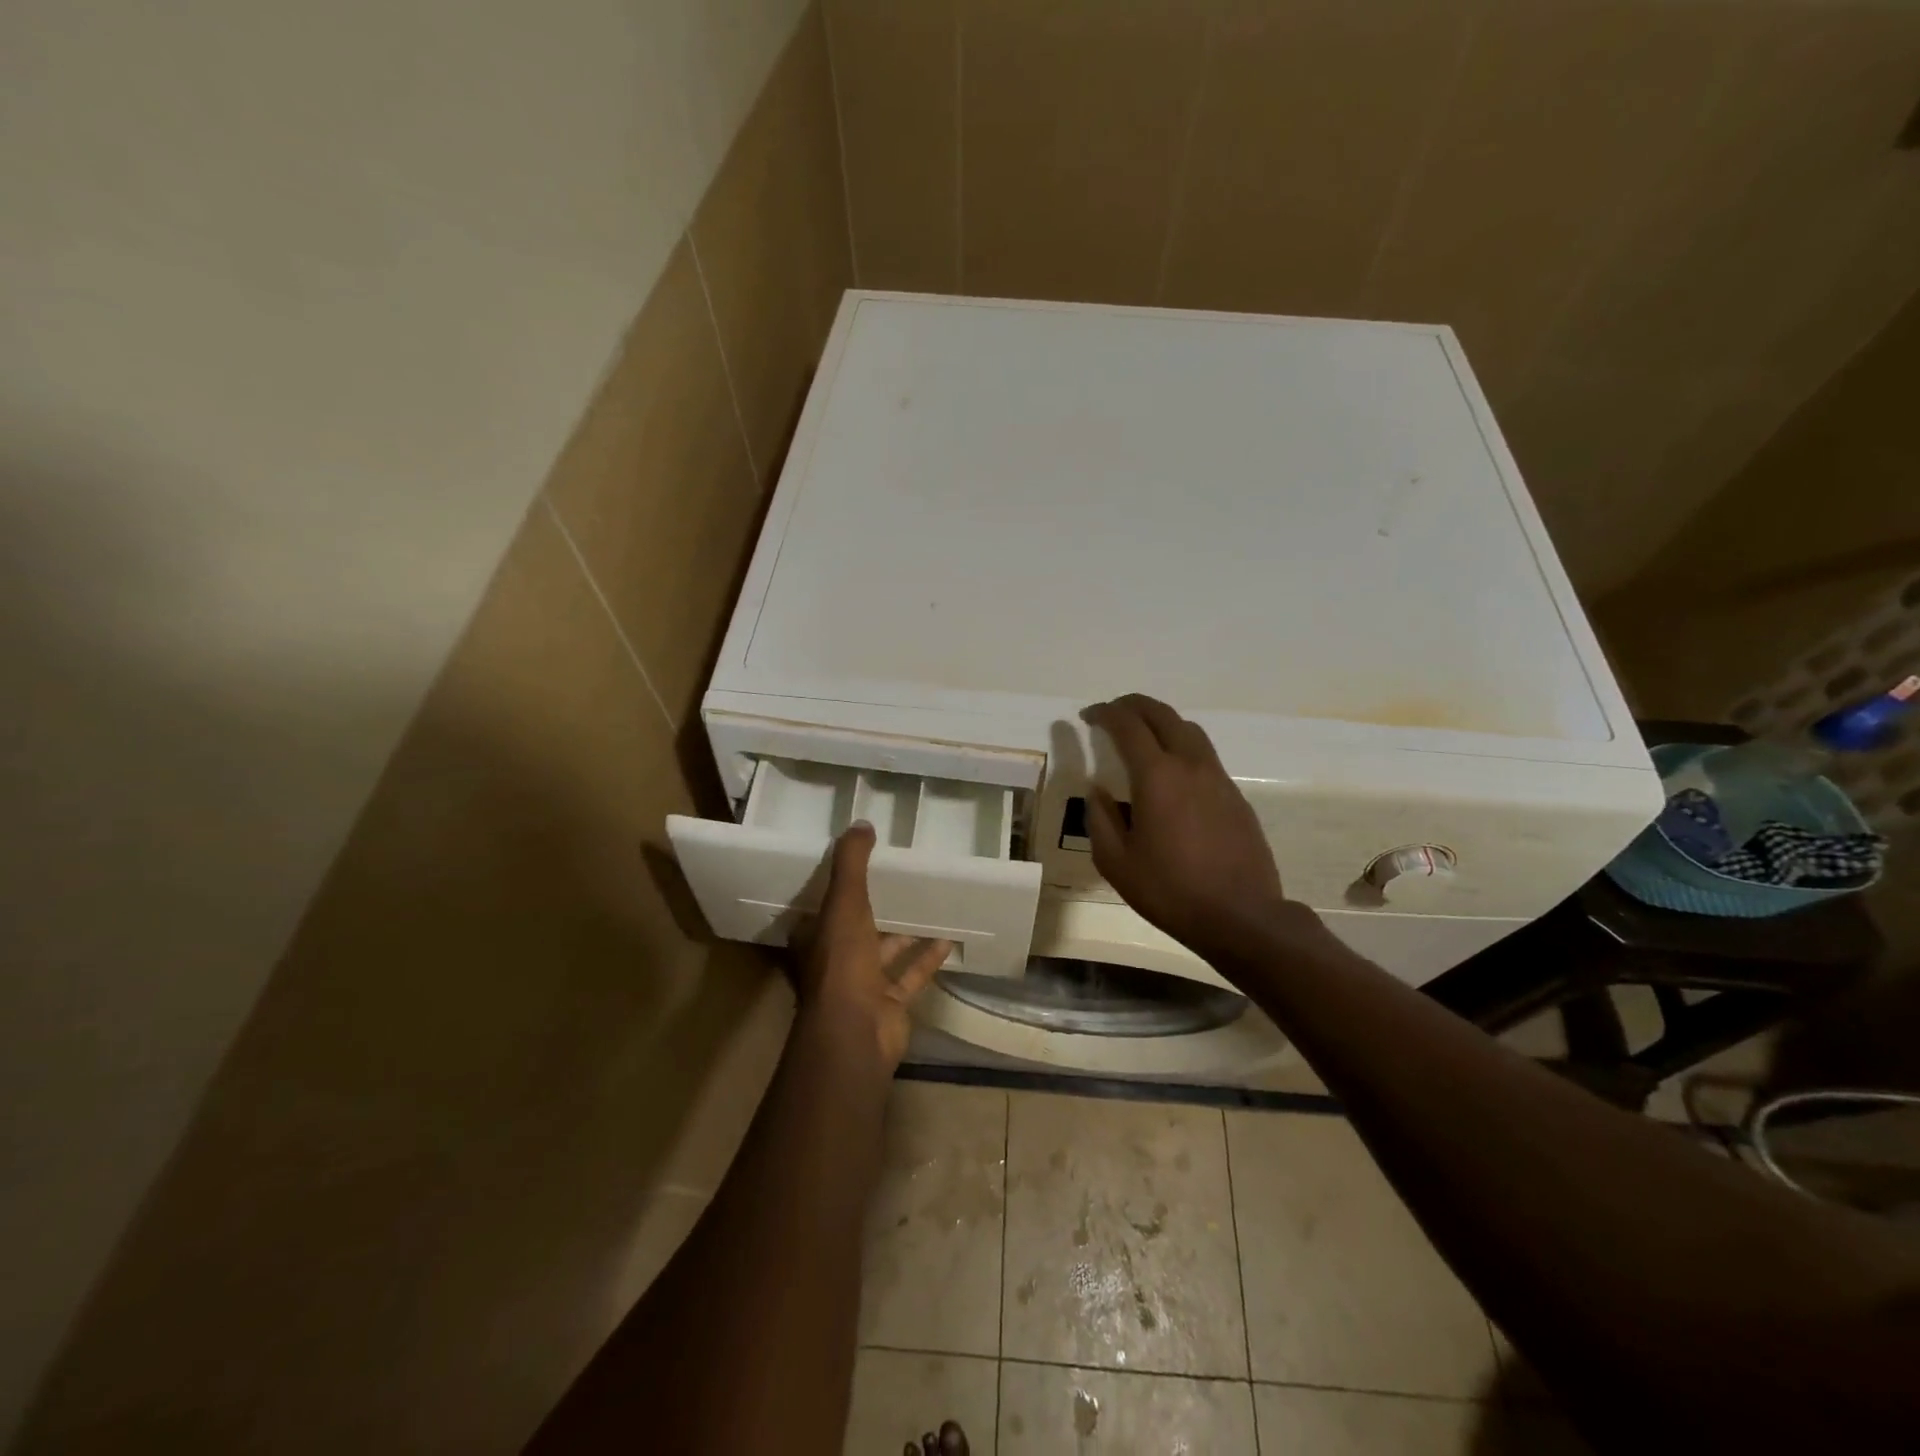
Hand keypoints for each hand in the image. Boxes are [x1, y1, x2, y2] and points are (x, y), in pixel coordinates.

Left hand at [793, 822, 950, 1069]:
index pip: (822, 906)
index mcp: (815, 937)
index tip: (858, 864)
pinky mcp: (889, 1002)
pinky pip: (910, 974)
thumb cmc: (842, 963)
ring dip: (904, 932)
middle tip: (900, 879)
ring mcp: (862, 984)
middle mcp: (835, 960)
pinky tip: (948, 938)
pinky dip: (927, 958)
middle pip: (855, 928)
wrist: (857, 1031)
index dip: (836, 886)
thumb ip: (851, 863)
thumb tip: (861, 824)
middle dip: (875, 907)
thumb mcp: (844, 903)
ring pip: (885, 951)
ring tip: (928, 903)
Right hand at [1082, 694, 1290, 959]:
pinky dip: (1181, 746)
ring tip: (1141, 735)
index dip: (1105, 714)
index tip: (1088, 716)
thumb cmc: (1171, 891)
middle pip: (1162, 714)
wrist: (1242, 916)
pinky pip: (1204, 755)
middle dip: (1133, 705)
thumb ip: (1100, 819)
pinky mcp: (1235, 796)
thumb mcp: (1116, 862)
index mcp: (1157, 776)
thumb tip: (1097, 791)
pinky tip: (1171, 773)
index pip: (1128, 725)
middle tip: (1112, 712)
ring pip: (1189, 730)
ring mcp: (1218, 779)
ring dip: (1161, 722)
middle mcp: (1190, 765)